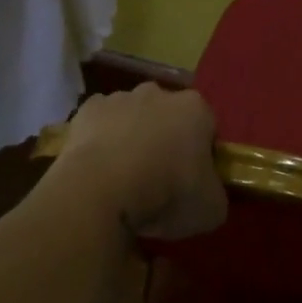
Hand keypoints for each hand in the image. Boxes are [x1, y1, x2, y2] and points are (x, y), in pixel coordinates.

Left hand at [52, 84, 226, 240]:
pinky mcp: (86, 110)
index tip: (194, 181)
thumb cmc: (166, 194)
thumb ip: (215, 194)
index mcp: (196, 109)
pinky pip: (100, 124)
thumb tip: (207, 193)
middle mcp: (159, 93)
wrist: (100, 191)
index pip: (207, 127)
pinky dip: (101, 141)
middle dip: (166, 139)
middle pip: (168, 116)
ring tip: (124, 178)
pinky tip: (98, 170)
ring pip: (132, 117)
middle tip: (160, 179)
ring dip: (132, 139)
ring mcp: (120, 98)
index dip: (202, 154)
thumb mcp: (211, 209)